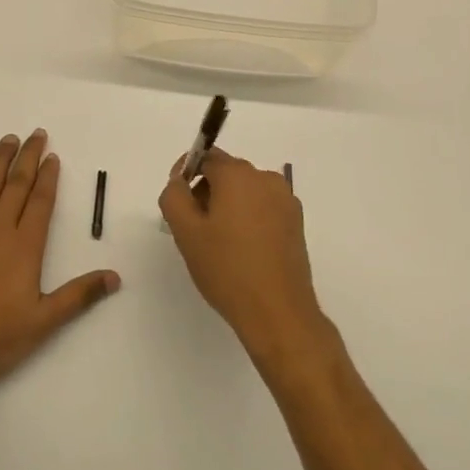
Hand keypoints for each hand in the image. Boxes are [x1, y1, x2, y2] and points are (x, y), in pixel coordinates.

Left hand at [0, 130, 120, 392]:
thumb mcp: (44, 321)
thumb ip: (79, 295)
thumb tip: (115, 276)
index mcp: (24, 247)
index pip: (40, 202)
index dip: (48, 178)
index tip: (53, 156)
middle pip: (16, 186)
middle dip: (28, 159)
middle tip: (36, 135)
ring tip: (8, 139)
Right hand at [159, 148, 329, 365]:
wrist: (278, 312)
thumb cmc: (227, 269)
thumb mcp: (186, 232)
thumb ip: (174, 196)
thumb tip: (178, 180)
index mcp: (238, 175)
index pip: (206, 157)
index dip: (185, 173)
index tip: (177, 201)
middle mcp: (265, 179)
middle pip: (226, 172)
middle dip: (206, 192)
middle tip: (193, 228)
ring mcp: (285, 200)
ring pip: (245, 191)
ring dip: (227, 206)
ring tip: (218, 243)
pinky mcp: (296, 222)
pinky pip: (263, 207)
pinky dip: (248, 218)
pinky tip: (241, 250)